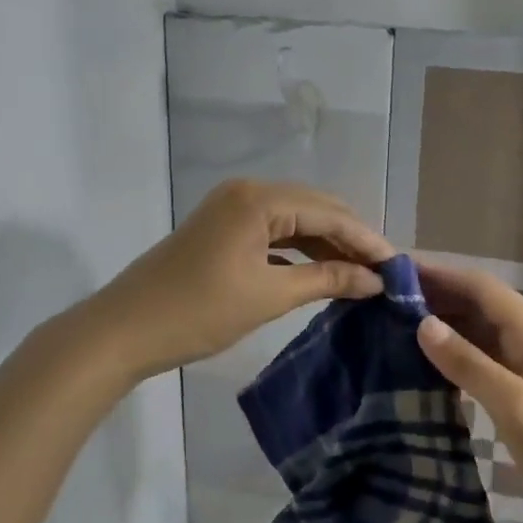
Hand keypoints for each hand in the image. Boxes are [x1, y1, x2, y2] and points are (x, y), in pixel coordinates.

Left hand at [94, 179, 393, 378]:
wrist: (123, 331)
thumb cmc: (199, 312)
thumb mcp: (269, 296)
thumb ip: (327, 280)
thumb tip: (375, 279)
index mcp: (259, 199)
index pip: (330, 213)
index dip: (367, 240)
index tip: (399, 268)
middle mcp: (247, 192)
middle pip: (315, 209)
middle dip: (350, 240)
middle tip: (382, 274)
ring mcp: (230, 209)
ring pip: (294, 222)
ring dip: (326, 246)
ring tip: (359, 276)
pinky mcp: (221, 230)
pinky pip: (273, 233)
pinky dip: (299, 252)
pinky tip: (321, 273)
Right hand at [414, 261, 522, 522]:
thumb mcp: (517, 407)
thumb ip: (470, 365)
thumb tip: (423, 324)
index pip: (483, 289)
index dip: (442, 274)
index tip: (397, 270)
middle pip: (480, 305)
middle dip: (437, 296)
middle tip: (385, 299)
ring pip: (479, 333)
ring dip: (443, 324)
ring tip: (395, 324)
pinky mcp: (522, 395)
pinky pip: (482, 361)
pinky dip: (453, 355)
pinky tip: (425, 362)